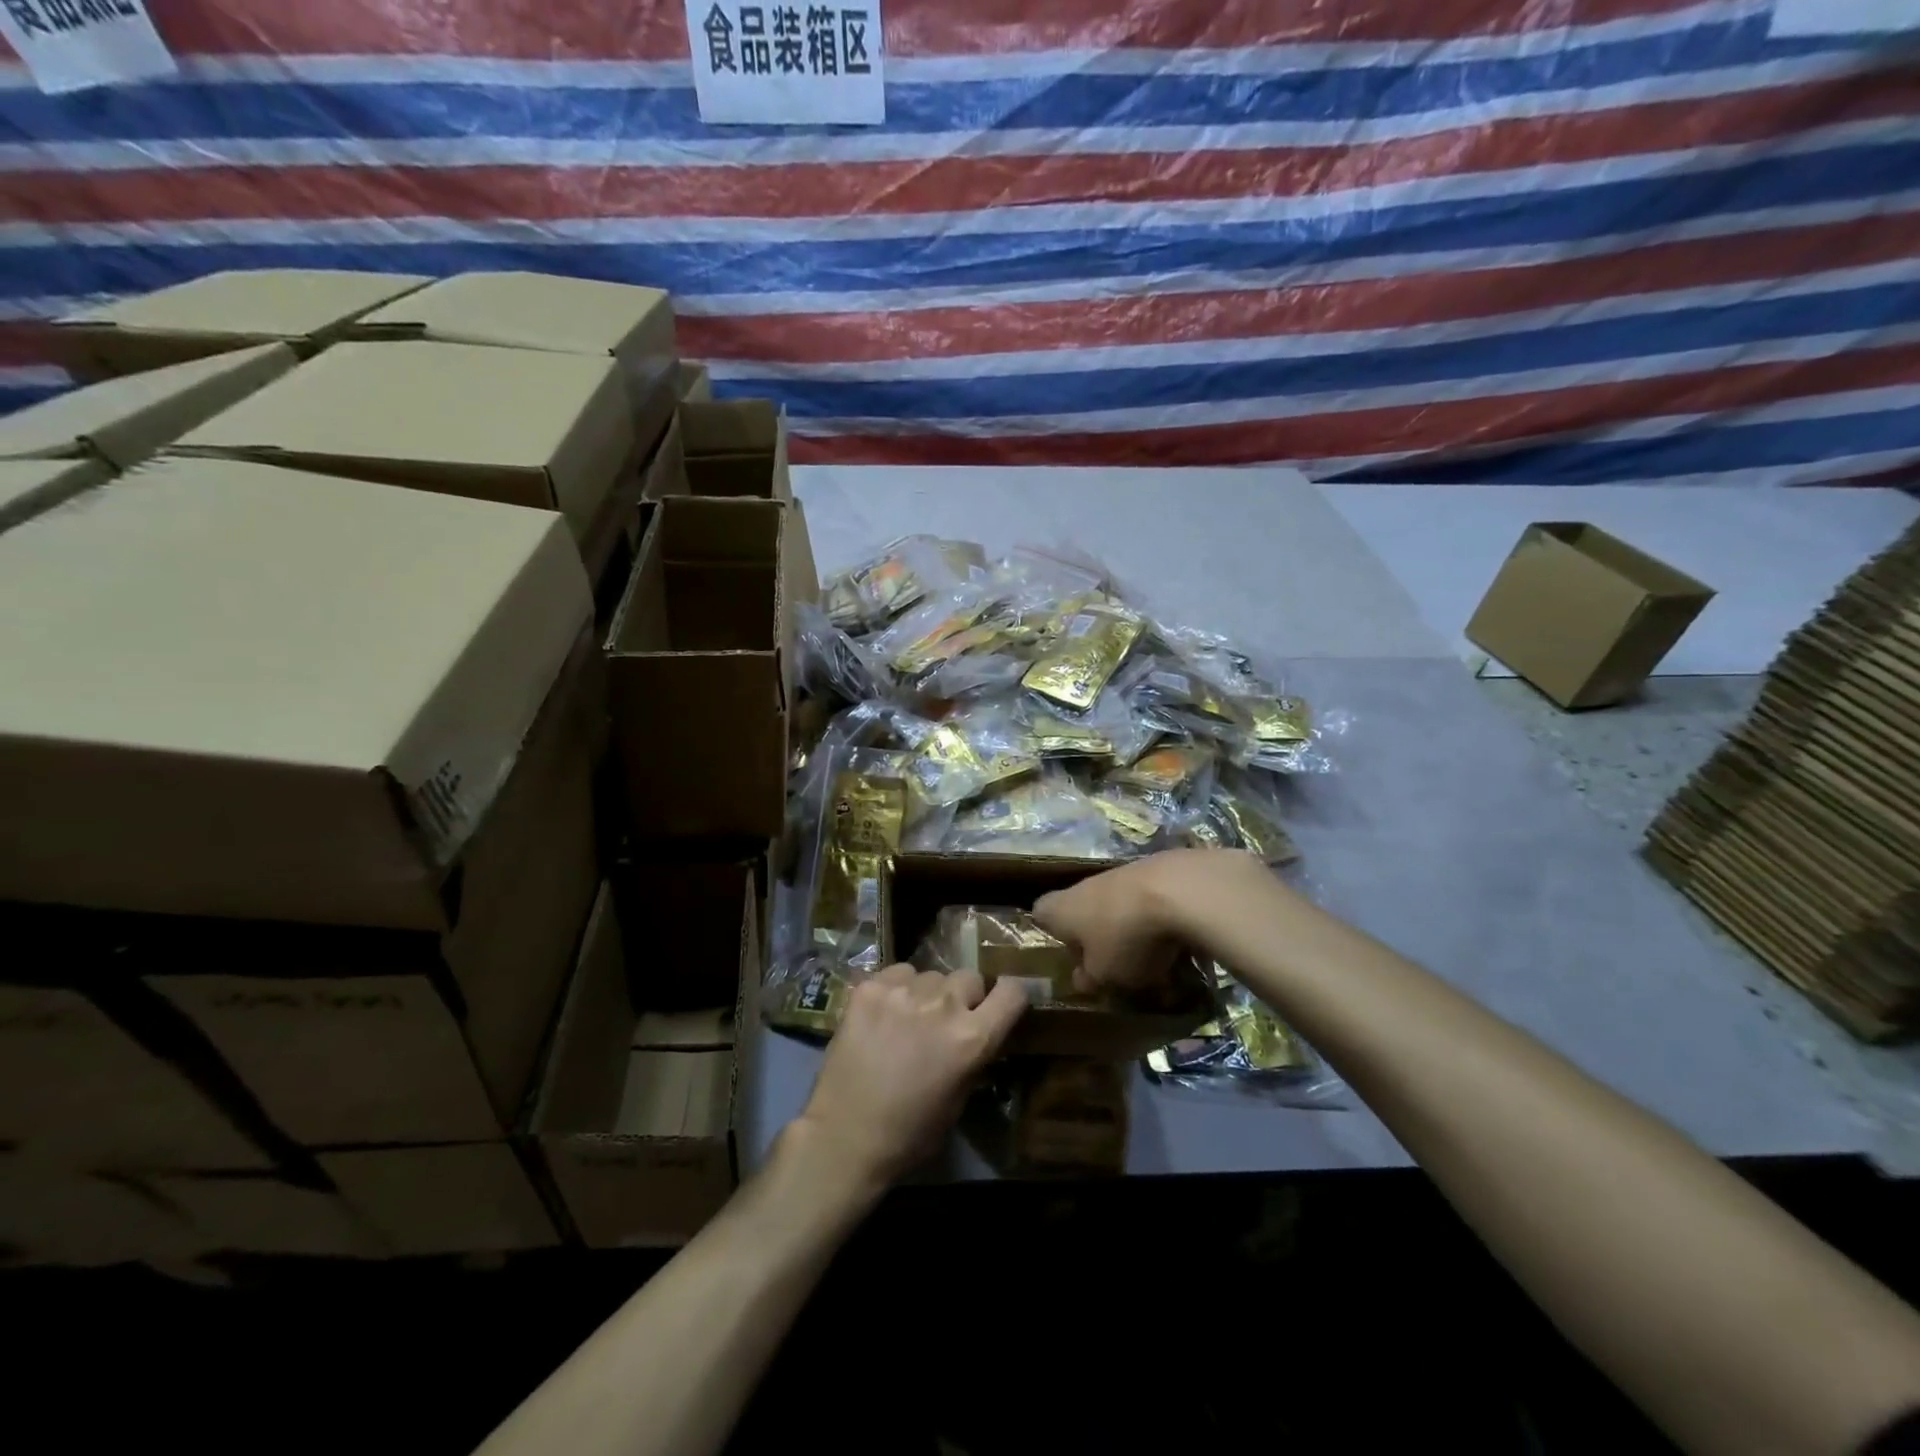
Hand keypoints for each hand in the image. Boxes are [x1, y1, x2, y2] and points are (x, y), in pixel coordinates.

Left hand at [792, 964, 1026, 1190]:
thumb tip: (981, 1032)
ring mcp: (904, 992)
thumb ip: (974, 1055)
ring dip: (927, 993)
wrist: (844, 1136)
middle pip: (969, 977)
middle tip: (944, 1021)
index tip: (999, 1004)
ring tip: (908, 1019)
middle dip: (963, 997)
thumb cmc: (909, 1132)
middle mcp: (943, 1006)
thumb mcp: (959, 1099)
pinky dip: (896, 989)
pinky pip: (898, 973)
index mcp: (972, 1039)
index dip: (1009, 996)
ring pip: (931, 974)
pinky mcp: (870, 988)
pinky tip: (883, 1014)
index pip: (1012, 992)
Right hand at [1035, 848, 1264, 995]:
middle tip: (1110, 965)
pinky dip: (1157, 919)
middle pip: (1081, 909)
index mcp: (1060, 909)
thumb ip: (1089, 978)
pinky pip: (1147, 901)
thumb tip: (1081, 979)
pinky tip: (1176, 942)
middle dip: (1095, 936)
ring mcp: (1120, 874)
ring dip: (1128, 929)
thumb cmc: (1125, 937)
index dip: (1050, 933)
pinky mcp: (1155, 871)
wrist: (1179, 890)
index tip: (1067, 955)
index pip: (1040, 914)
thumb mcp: (1104, 974)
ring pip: (1116, 906)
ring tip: (1151, 960)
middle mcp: (1084, 886)